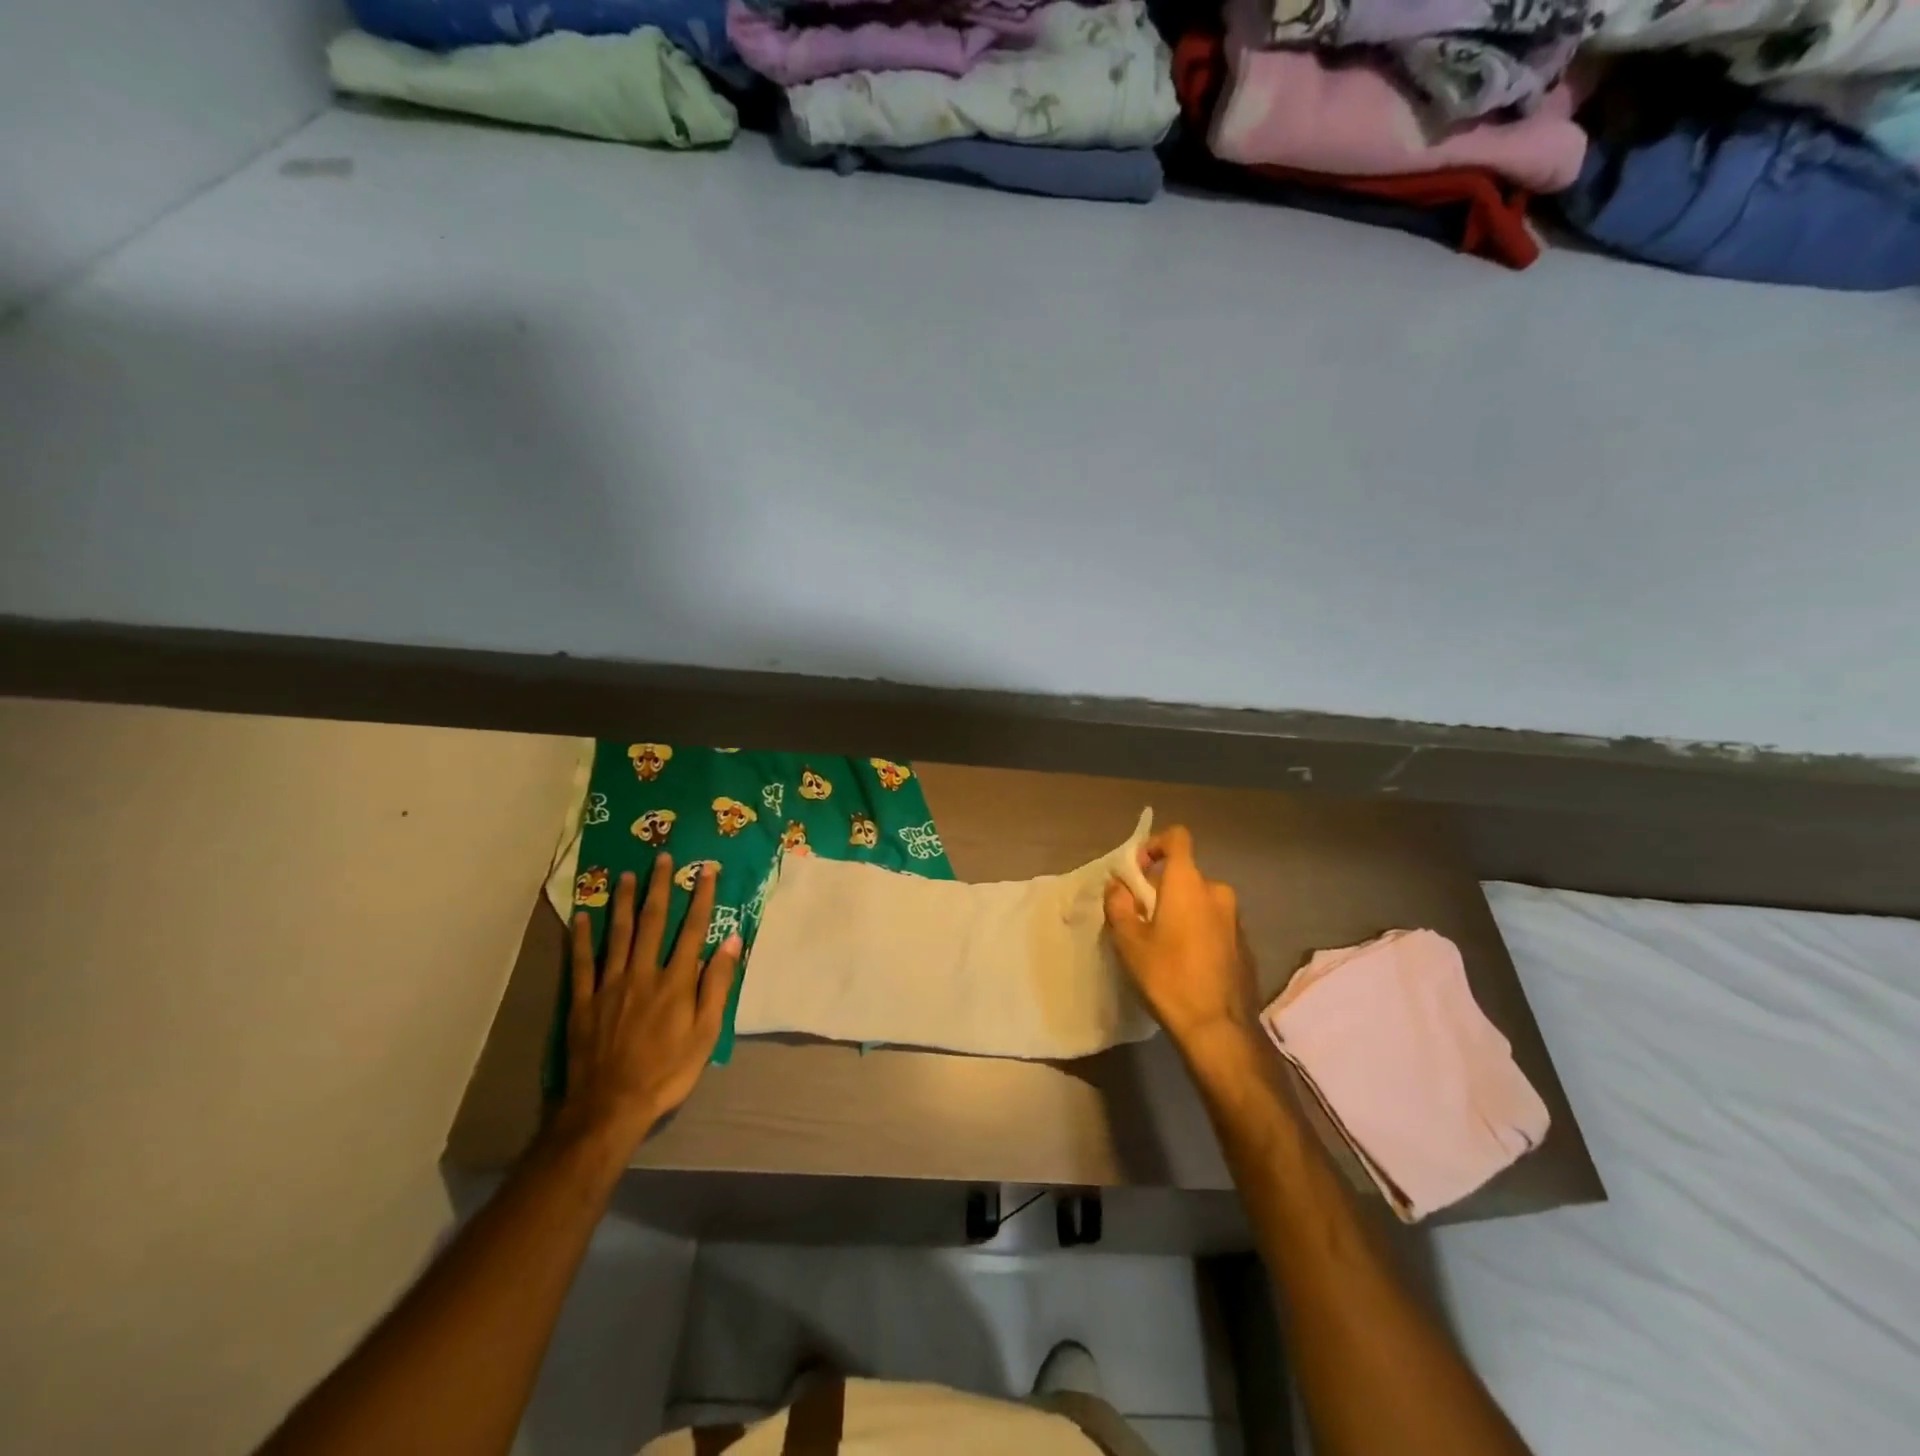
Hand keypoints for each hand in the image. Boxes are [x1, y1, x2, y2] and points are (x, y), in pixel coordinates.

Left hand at [560, 854, 740, 1151]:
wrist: (610, 1107)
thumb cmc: (667, 1072)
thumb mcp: (706, 1034)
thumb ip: (717, 985)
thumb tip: (733, 941)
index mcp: (676, 981)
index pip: (692, 929)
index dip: (700, 898)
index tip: (705, 871)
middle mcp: (643, 973)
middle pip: (652, 922)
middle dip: (659, 887)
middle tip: (662, 858)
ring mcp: (609, 985)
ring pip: (617, 933)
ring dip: (623, 901)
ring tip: (626, 875)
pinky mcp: (583, 1001)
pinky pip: (581, 962)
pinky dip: (581, 938)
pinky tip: (581, 916)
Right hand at [1104, 826, 1258, 1054]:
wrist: (1218, 1028)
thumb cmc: (1167, 976)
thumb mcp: (1129, 941)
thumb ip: (1119, 904)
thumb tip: (1117, 885)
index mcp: (1188, 883)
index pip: (1178, 838)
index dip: (1155, 844)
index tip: (1138, 869)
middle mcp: (1217, 892)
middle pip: (1186, 874)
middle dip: (1163, 887)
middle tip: (1143, 915)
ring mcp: (1235, 919)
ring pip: (1201, 901)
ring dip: (1182, 910)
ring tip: (1163, 942)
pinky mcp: (1245, 944)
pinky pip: (1215, 923)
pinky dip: (1199, 930)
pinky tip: (1186, 961)